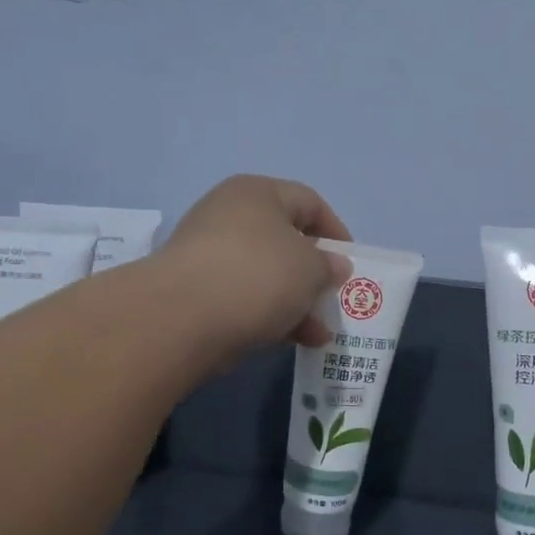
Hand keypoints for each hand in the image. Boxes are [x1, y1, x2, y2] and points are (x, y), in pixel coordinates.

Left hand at [157, 175, 351, 367]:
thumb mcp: (311, 268)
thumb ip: (329, 266)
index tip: (351, 264)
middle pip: (285, 241)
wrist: (183, 317)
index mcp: (258, 193)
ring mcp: (208, 254)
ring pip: (265, 275)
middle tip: (332, 300)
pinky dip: (269, 316)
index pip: (309, 202)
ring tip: (318, 334)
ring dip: (296, 303)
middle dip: (314, 274)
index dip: (336, 232)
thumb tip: (333, 266)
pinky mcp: (196, 291)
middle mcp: (229, 215)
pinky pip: (244, 298)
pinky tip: (290, 341)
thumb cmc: (259, 275)